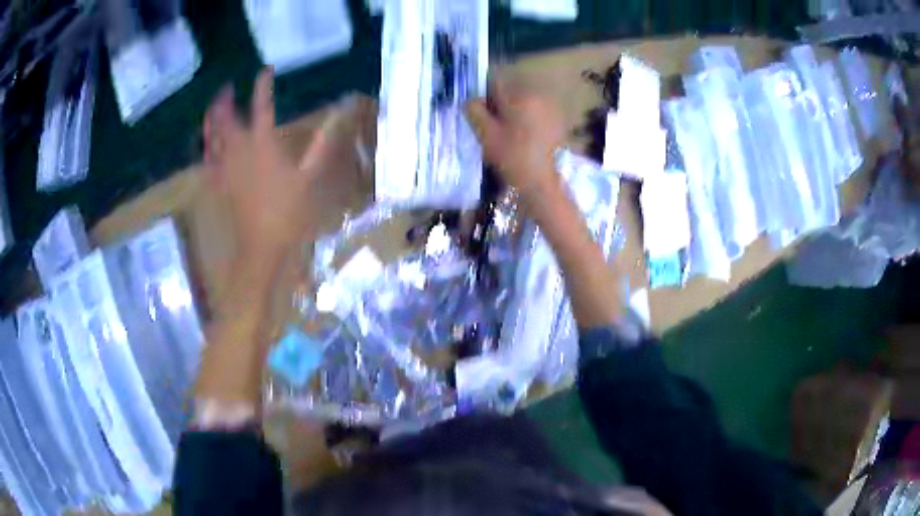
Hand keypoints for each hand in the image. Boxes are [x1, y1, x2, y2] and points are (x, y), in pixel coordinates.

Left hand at [204, 67, 335, 265]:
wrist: (262, 243)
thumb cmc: (288, 210)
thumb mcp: (309, 175)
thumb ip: (321, 143)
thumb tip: (339, 116)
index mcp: (263, 143)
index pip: (261, 105)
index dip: (262, 84)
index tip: (265, 70)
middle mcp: (239, 148)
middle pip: (225, 117)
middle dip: (224, 99)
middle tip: (227, 87)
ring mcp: (224, 165)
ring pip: (211, 135)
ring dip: (211, 117)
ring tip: (213, 107)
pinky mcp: (218, 181)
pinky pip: (206, 157)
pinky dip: (205, 145)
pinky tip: (206, 141)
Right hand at [465, 80, 566, 199]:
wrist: (541, 182)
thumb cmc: (511, 157)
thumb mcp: (486, 134)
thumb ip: (474, 111)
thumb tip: (471, 100)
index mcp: (519, 97)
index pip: (495, 83)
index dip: (484, 97)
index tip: (481, 114)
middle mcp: (537, 97)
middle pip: (510, 93)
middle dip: (499, 106)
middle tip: (493, 128)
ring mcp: (550, 109)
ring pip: (522, 103)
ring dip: (513, 114)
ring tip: (508, 135)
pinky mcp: (556, 122)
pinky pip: (535, 114)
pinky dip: (527, 121)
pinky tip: (523, 139)